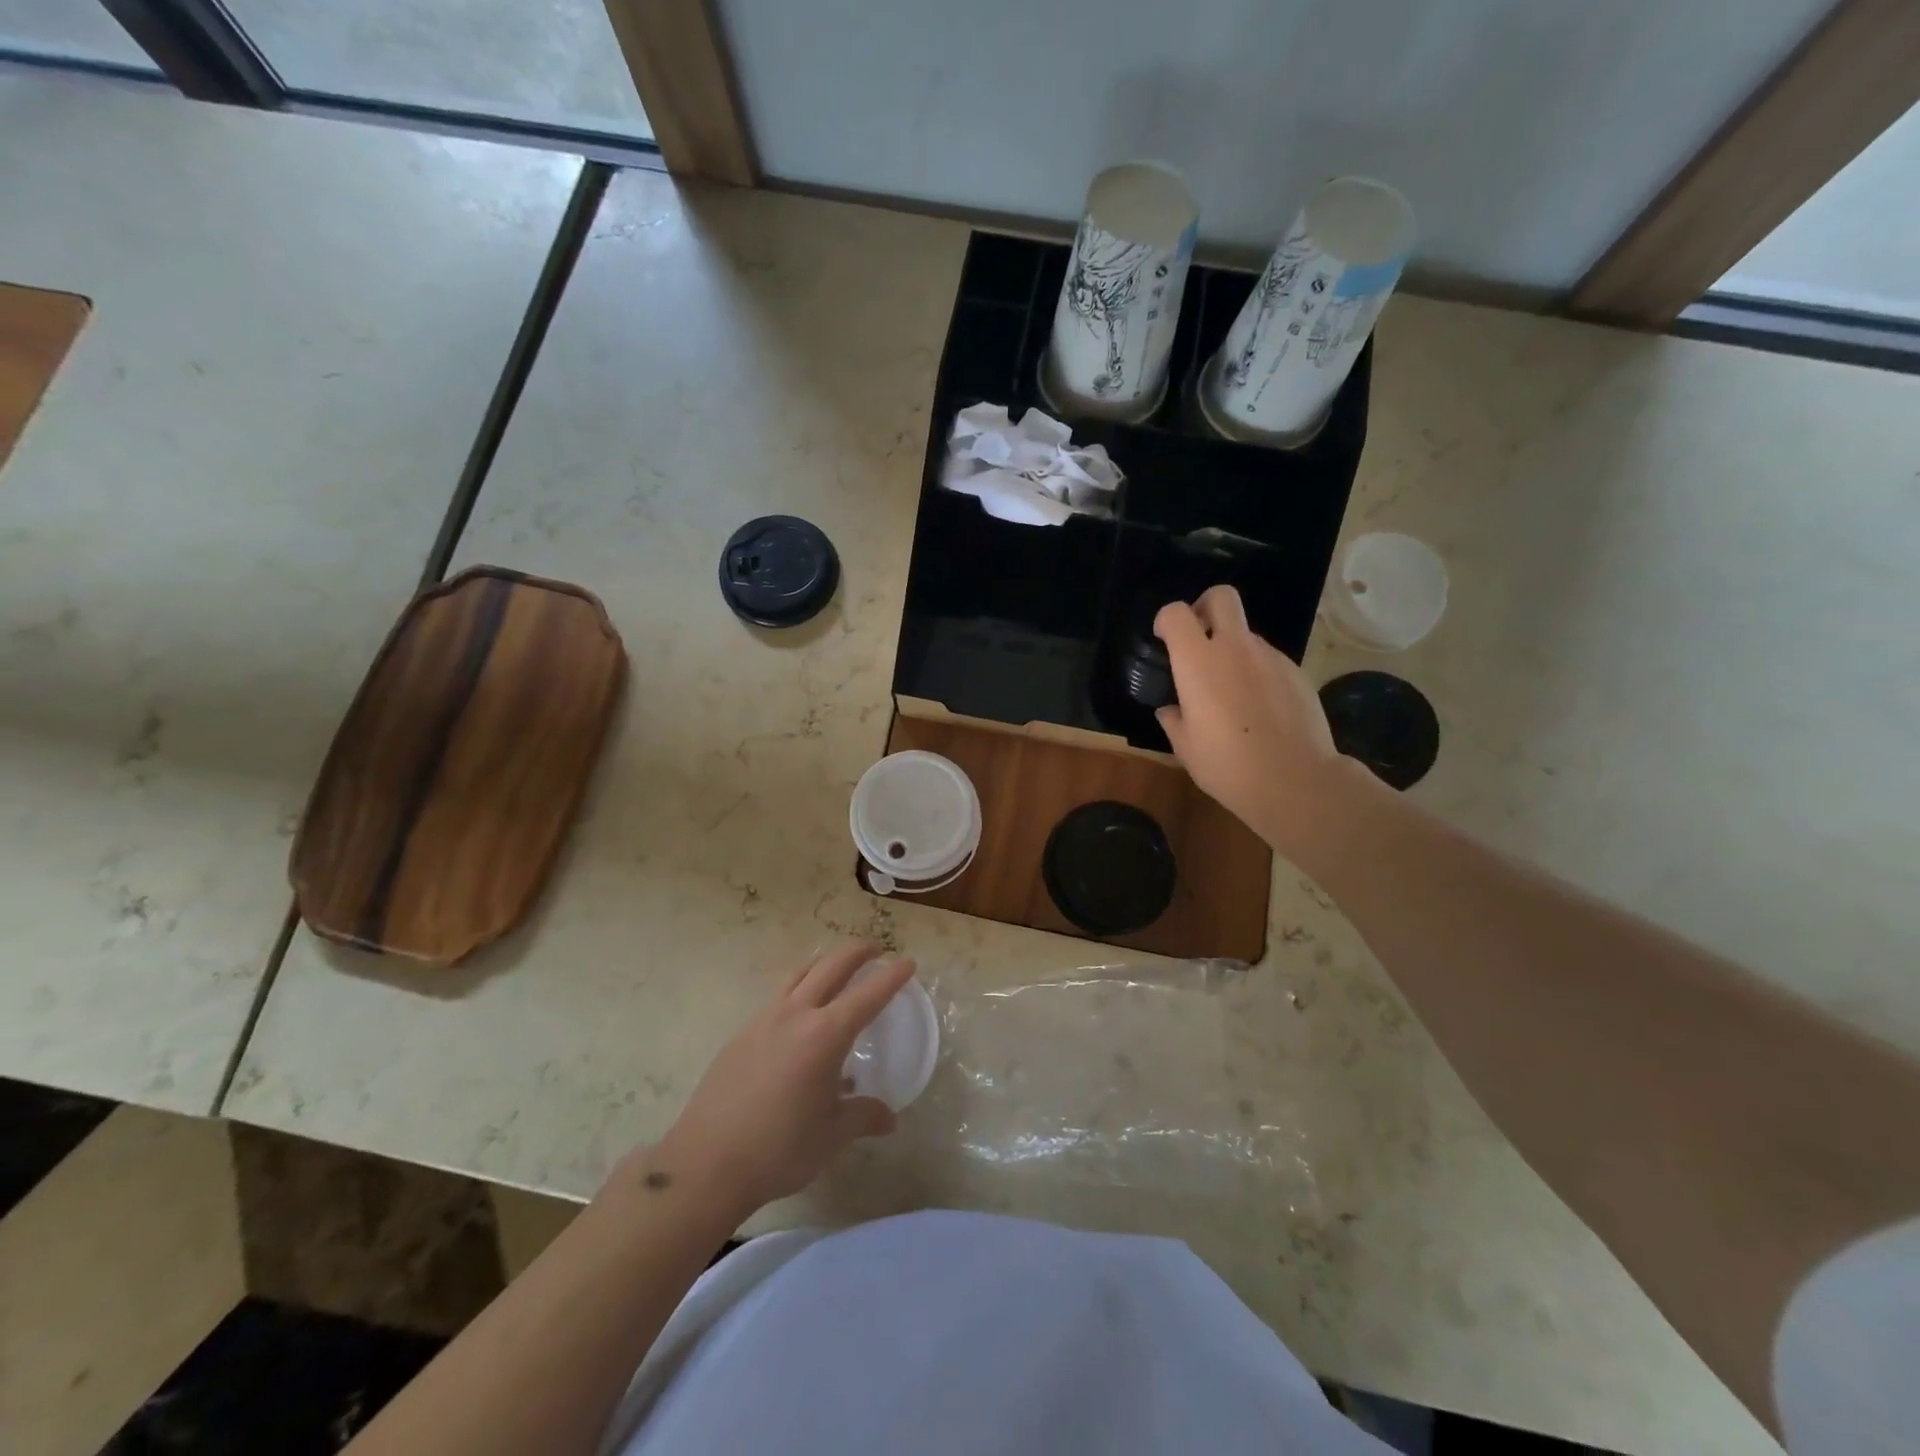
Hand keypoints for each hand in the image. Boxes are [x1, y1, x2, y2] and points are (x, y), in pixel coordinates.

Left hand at [646, 943, 912, 1222]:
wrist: (705, 1164)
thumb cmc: (778, 1149)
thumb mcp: (831, 1136)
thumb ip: (863, 1117)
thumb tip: (889, 1117)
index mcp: (825, 1035)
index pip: (868, 996)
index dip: (891, 977)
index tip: (908, 962)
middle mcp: (795, 1016)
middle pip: (830, 968)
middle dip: (856, 954)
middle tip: (874, 949)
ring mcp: (763, 1021)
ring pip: (799, 976)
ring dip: (823, 964)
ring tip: (836, 967)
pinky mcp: (741, 1035)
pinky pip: (778, 1000)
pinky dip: (798, 991)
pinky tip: (800, 1019)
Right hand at [1154, 585, 1344, 854]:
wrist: (1294, 780)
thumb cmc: (1227, 765)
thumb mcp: (1186, 748)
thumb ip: (1174, 720)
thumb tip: (1171, 710)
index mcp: (1198, 662)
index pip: (1176, 613)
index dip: (1166, 620)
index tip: (1164, 640)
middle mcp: (1234, 648)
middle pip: (1222, 597)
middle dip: (1206, 607)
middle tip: (1199, 638)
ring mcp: (1270, 658)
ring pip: (1247, 635)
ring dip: (1234, 650)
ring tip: (1232, 692)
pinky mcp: (1296, 672)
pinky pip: (1269, 661)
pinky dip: (1258, 673)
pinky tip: (1260, 708)